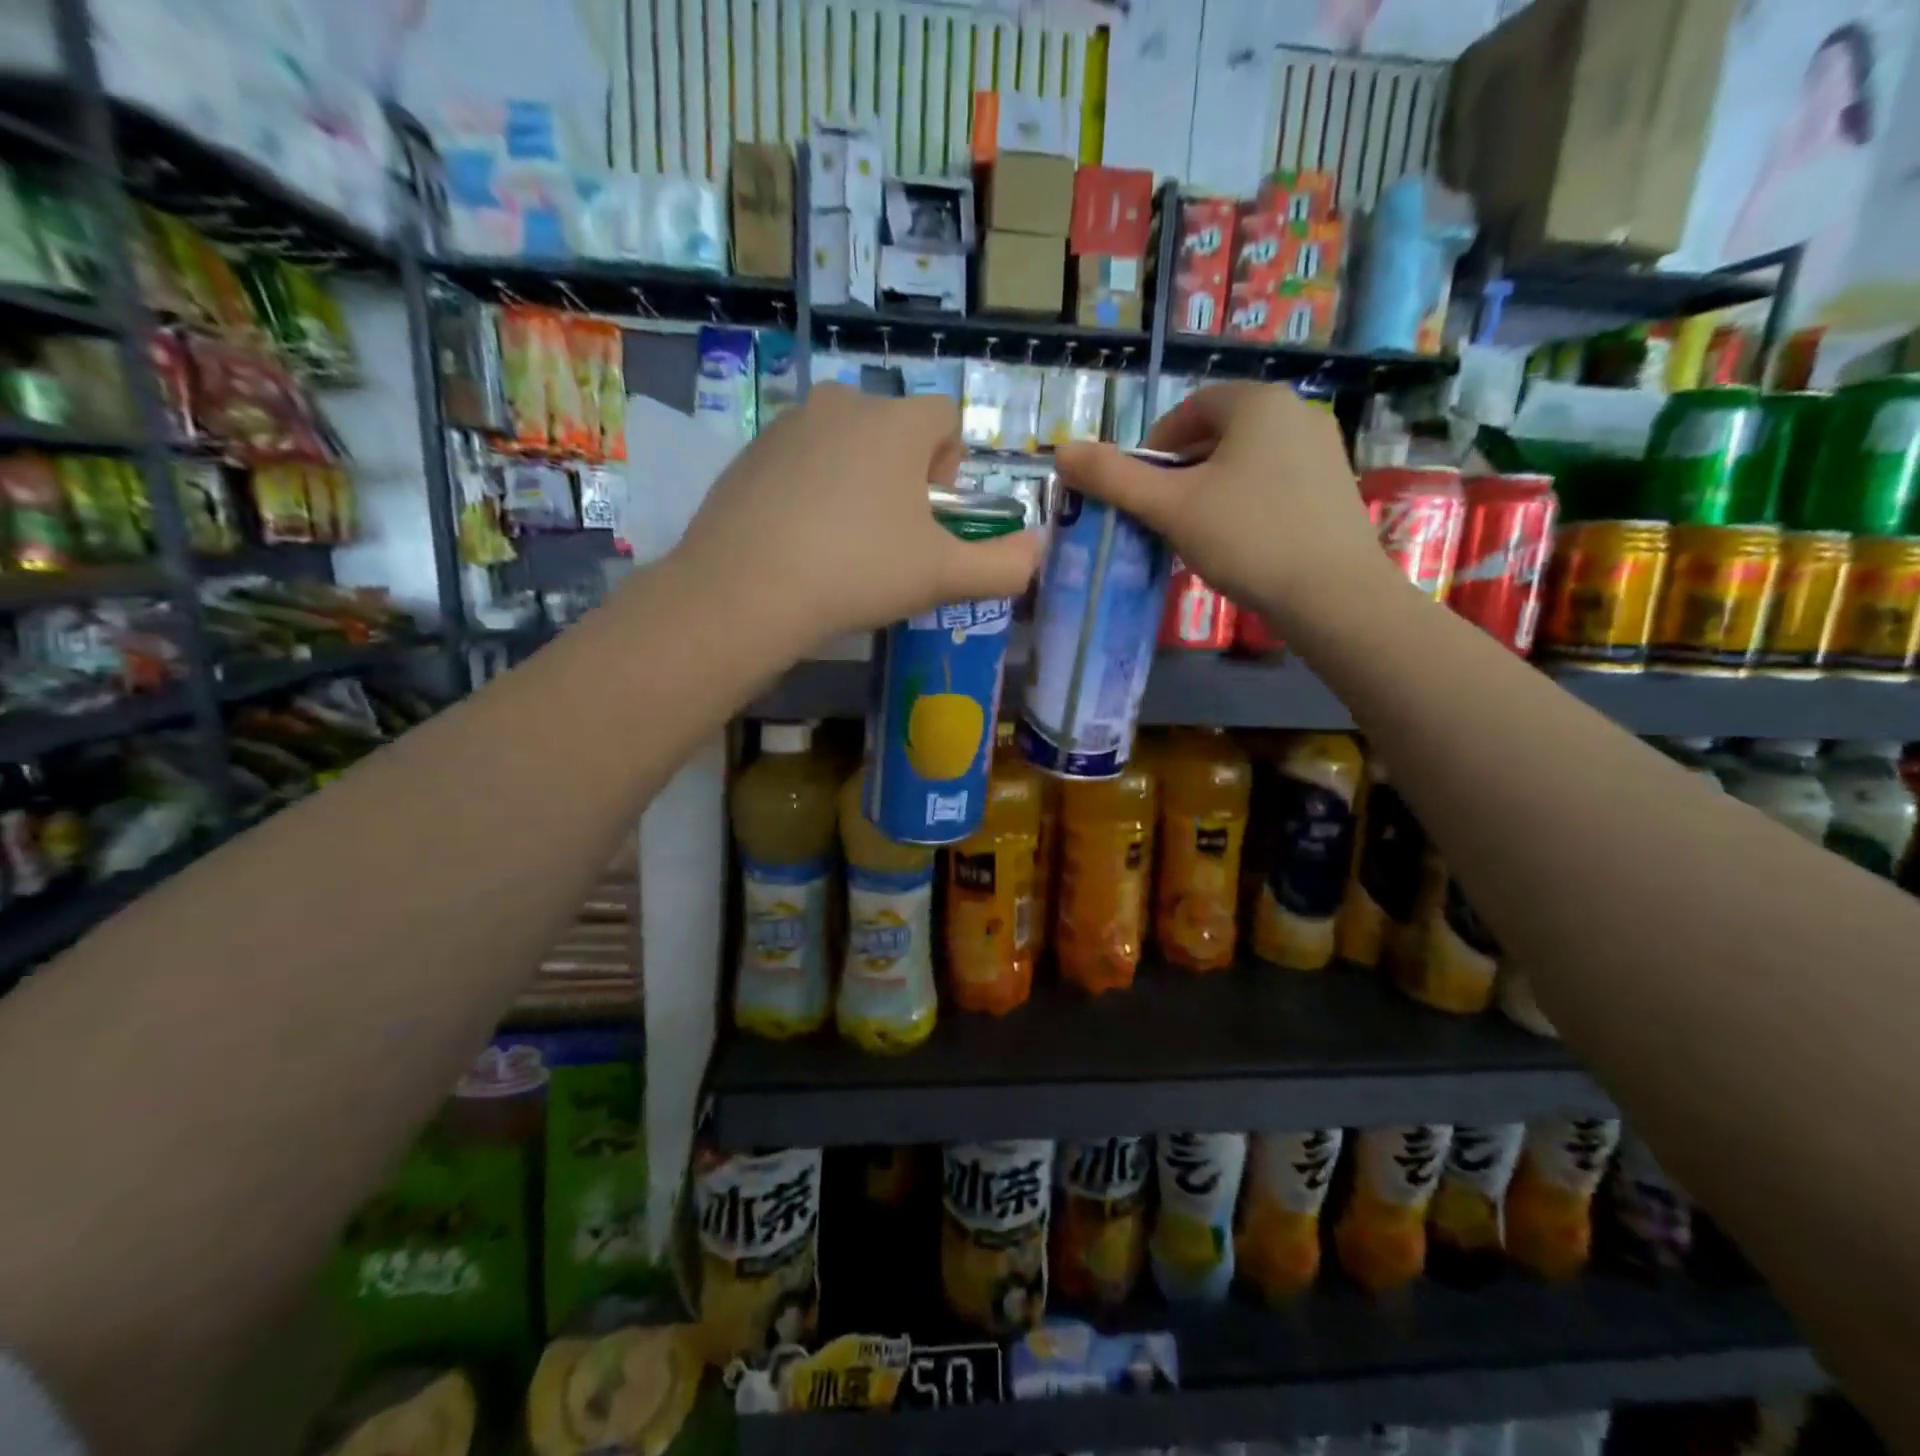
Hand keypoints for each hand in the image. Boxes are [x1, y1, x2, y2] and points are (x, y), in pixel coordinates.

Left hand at [670, 385, 1040, 651]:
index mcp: (895, 422)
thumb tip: (1039, 550)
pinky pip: (801, 461)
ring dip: (859, 481)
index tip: (934, 515)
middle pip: (894, 429)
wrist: (745, 591)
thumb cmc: (858, 572)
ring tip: (846, 544)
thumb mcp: (942, 575)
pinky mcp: (749, 452)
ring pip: (846, 445)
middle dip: (905, 475)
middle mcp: (842, 404)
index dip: (952, 465)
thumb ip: (1003, 565)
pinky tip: (802, 541)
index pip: (945, 418)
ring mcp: (788, 425)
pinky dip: (813, 490)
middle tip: (893, 537)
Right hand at [1056, 383, 1389, 624]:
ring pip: (1245, 459)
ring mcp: (1323, 448)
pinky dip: (1244, 500)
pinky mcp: (1335, 485)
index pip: (1189, 409)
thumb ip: (1114, 478)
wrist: (1333, 594)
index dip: (1154, 448)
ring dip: (1210, 487)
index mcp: (1256, 402)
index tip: (1139, 489)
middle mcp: (1296, 412)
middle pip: (1217, 434)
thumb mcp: (1170, 507)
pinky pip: (1274, 480)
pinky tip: (1237, 541)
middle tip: (1161, 515)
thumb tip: (1061, 451)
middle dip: (1180, 470)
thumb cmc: (1246, 538)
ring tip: (1194, 532)